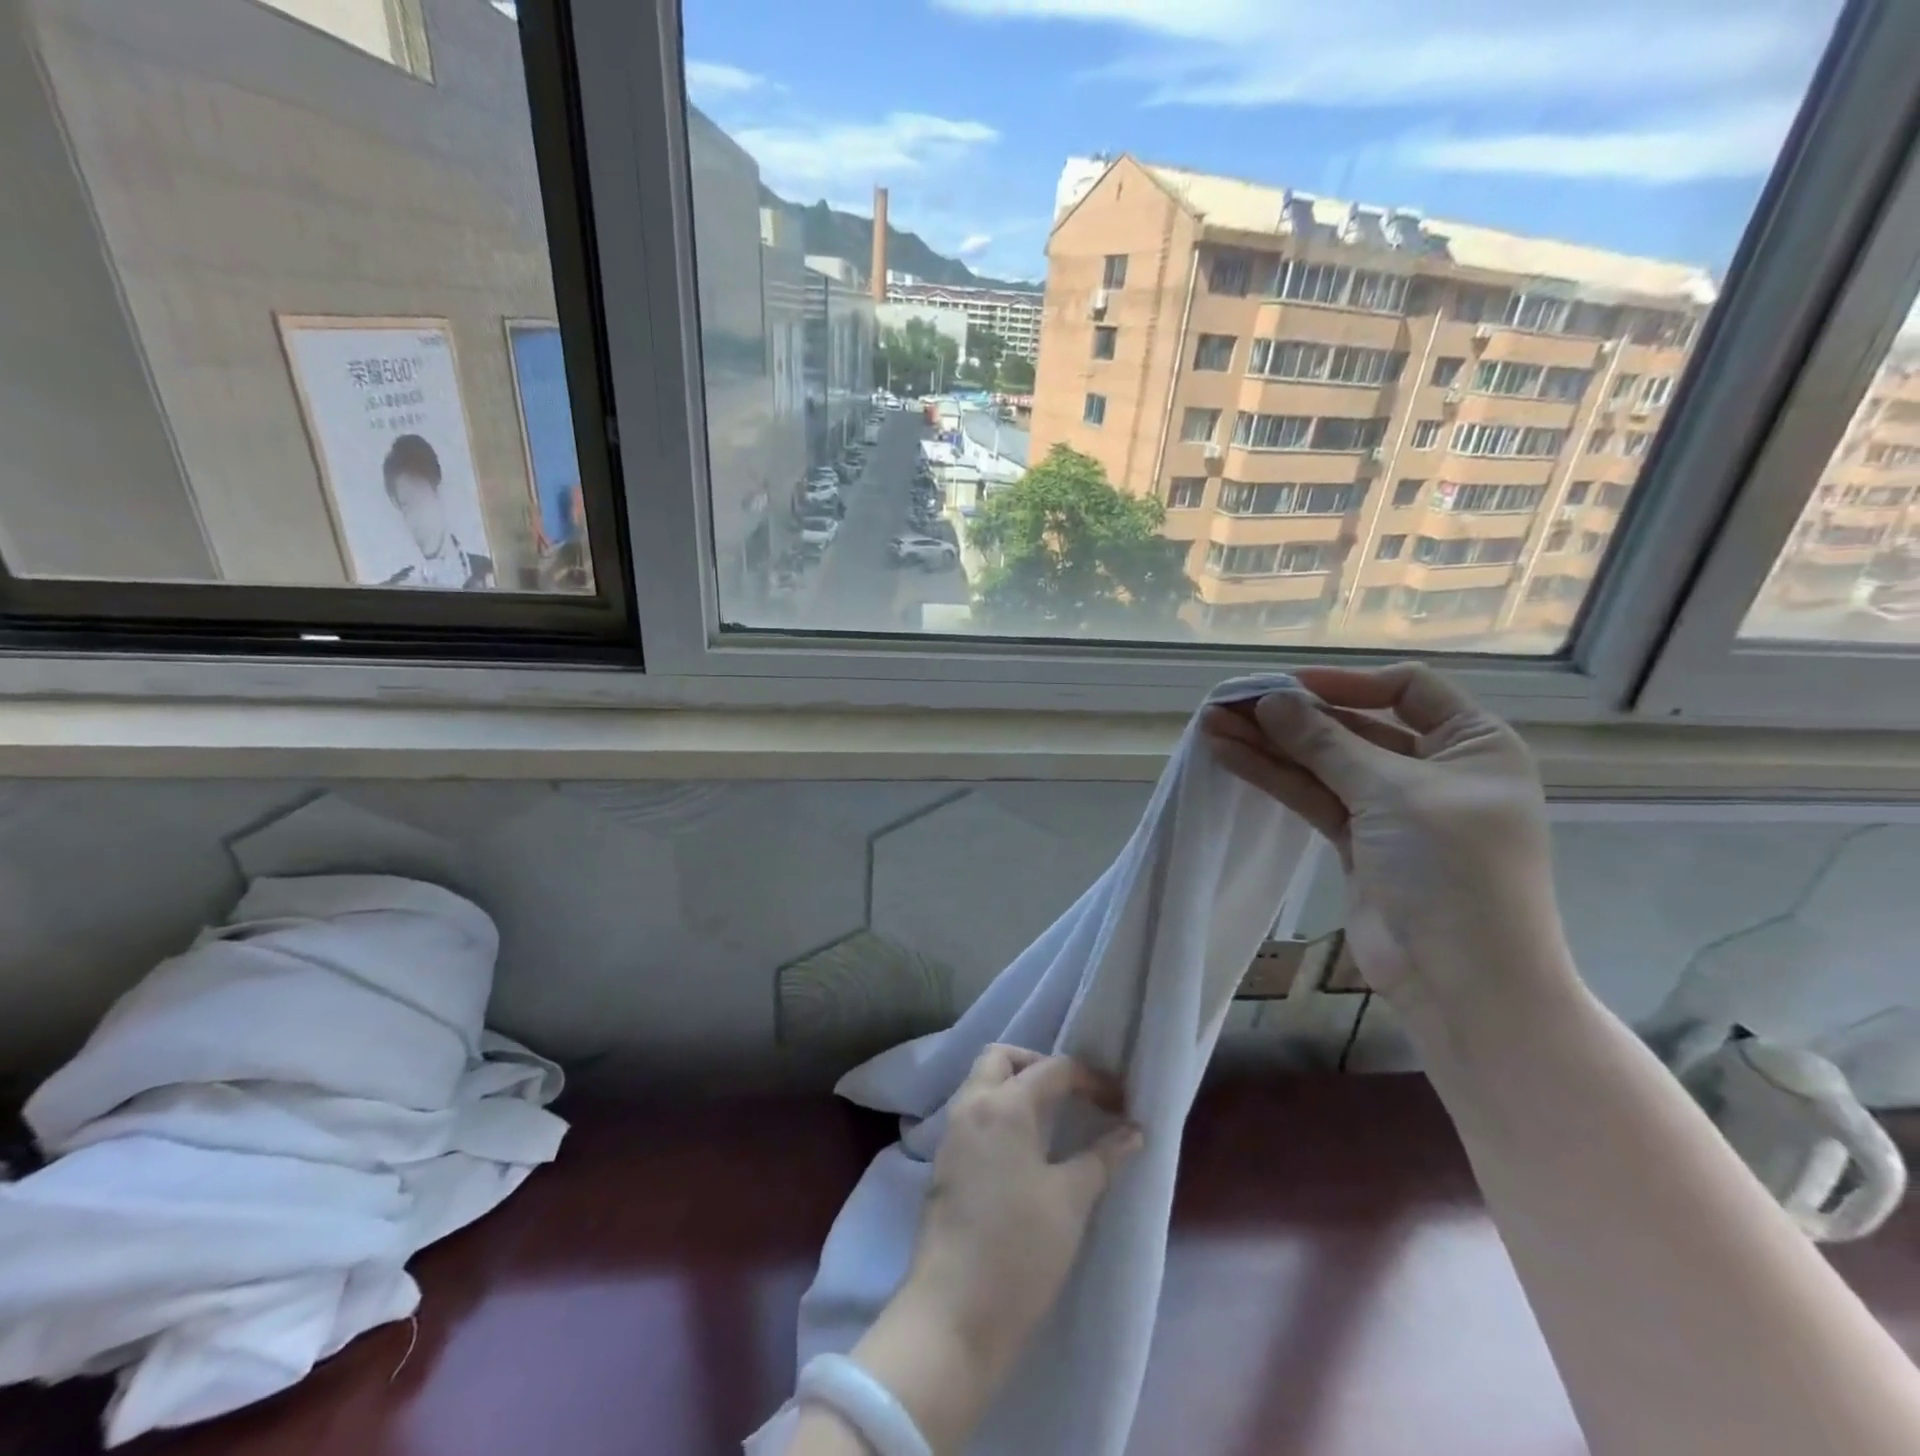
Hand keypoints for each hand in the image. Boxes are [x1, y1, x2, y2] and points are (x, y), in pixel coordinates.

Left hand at [835, 1047, 1140, 1454]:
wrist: (954, 1314)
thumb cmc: (1019, 1249)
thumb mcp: (1071, 1200)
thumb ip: (1103, 1157)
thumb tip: (1133, 1130)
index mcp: (1003, 1105)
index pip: (1051, 1068)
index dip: (1090, 1078)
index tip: (1119, 1101)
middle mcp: (971, 1105)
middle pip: (1002, 1057)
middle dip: (1038, 1064)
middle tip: (1072, 1095)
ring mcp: (952, 1133)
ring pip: (981, 1082)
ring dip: (1015, 1086)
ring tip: (1053, 1119)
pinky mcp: (944, 1162)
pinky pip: (972, 1112)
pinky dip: (999, 1111)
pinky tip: (1024, 1147)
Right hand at [1201, 663, 1571, 1017]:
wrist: (1461, 981)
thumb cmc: (1453, 871)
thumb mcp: (1393, 794)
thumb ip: (1326, 744)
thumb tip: (1271, 700)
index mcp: (1473, 745)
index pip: (1406, 689)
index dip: (1345, 682)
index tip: (1286, 686)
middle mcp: (1435, 769)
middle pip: (1354, 726)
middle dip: (1292, 715)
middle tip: (1230, 703)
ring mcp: (1393, 808)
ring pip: (1324, 763)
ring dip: (1271, 745)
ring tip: (1212, 725)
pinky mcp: (1358, 841)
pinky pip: (1313, 797)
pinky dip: (1274, 777)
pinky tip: (1230, 756)